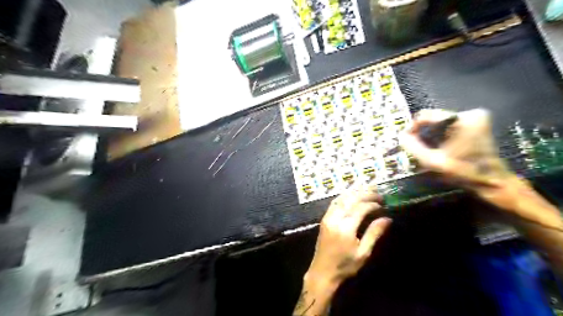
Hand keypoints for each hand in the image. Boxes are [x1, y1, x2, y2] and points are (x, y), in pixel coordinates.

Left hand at [304, 186, 392, 286]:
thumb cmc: (345, 265)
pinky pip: (334, 202)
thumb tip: (387, 219)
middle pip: (350, 199)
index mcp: (345, 228)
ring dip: (355, 192)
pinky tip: (352, 195)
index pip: (360, 208)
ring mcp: (327, 217)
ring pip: (341, 198)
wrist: (322, 272)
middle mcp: (335, 219)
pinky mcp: (324, 218)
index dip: (372, 204)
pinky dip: (344, 196)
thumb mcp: (363, 253)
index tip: (383, 204)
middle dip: (365, 193)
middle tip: (377, 192)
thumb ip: (374, 233)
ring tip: (367, 190)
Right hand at [399, 107, 510, 189]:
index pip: (426, 115)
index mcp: (462, 120)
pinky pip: (450, 126)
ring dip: (431, 134)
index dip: (412, 127)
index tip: (406, 140)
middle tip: (417, 147)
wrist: (493, 182)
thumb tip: (401, 136)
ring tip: (428, 149)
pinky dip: (441, 135)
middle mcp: (471, 113)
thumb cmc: (463, 172)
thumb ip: (414, 147)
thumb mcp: (433, 161)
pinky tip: (440, 147)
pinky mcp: (478, 124)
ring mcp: (476, 118)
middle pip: (434, 119)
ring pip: (441, 123)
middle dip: (423, 132)